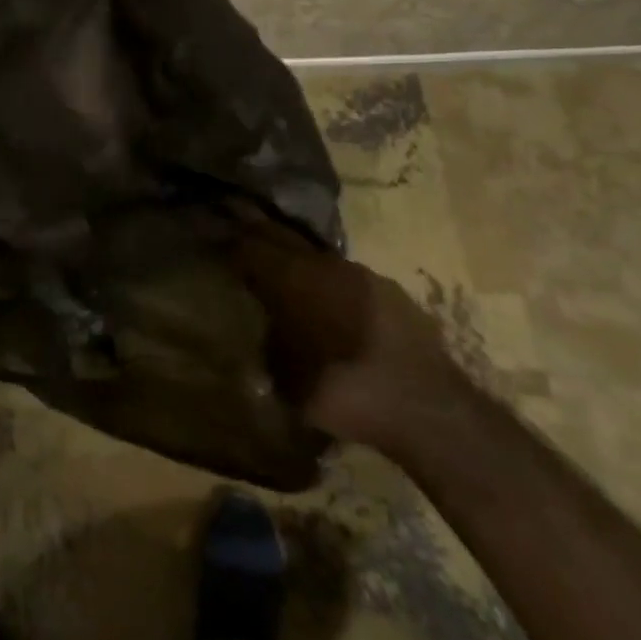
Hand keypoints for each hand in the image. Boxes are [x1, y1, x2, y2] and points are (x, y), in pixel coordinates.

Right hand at [236, 226, 472, 454]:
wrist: (427, 410)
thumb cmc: (343, 391)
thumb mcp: (285, 376)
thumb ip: (270, 342)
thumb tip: (263, 331)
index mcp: (291, 276)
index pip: (249, 243)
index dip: (228, 239)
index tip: (213, 235)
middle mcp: (323, 263)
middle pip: (282, 237)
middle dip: (259, 234)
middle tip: (238, 228)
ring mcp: (361, 274)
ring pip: (317, 258)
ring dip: (299, 263)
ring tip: (286, 275)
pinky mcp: (391, 292)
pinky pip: (348, 280)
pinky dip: (332, 286)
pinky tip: (331, 306)